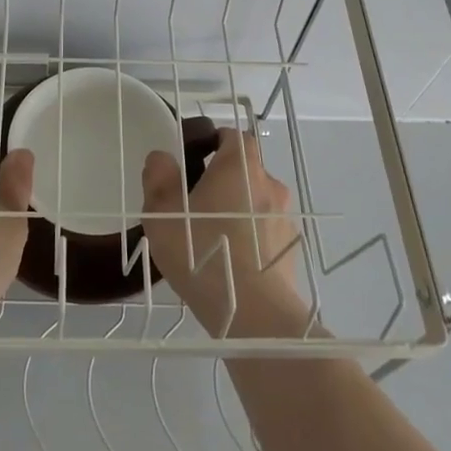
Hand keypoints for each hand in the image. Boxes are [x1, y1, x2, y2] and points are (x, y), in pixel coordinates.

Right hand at [142, 128, 308, 337]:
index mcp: (240, 166)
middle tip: (195, 206)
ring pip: (256, 203)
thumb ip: (159, 179)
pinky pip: (266, 233)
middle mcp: (269, 184)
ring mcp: (284, 218)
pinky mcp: (291, 250)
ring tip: (212, 239)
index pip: (234, 137)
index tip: (195, 160)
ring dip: (238, 212)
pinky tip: (230, 263)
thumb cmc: (203, 252)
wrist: (253, 313)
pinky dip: (251, 239)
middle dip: (223, 182)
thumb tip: (162, 158)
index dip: (215, 143)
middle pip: (245, 171)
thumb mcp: (162, 214)